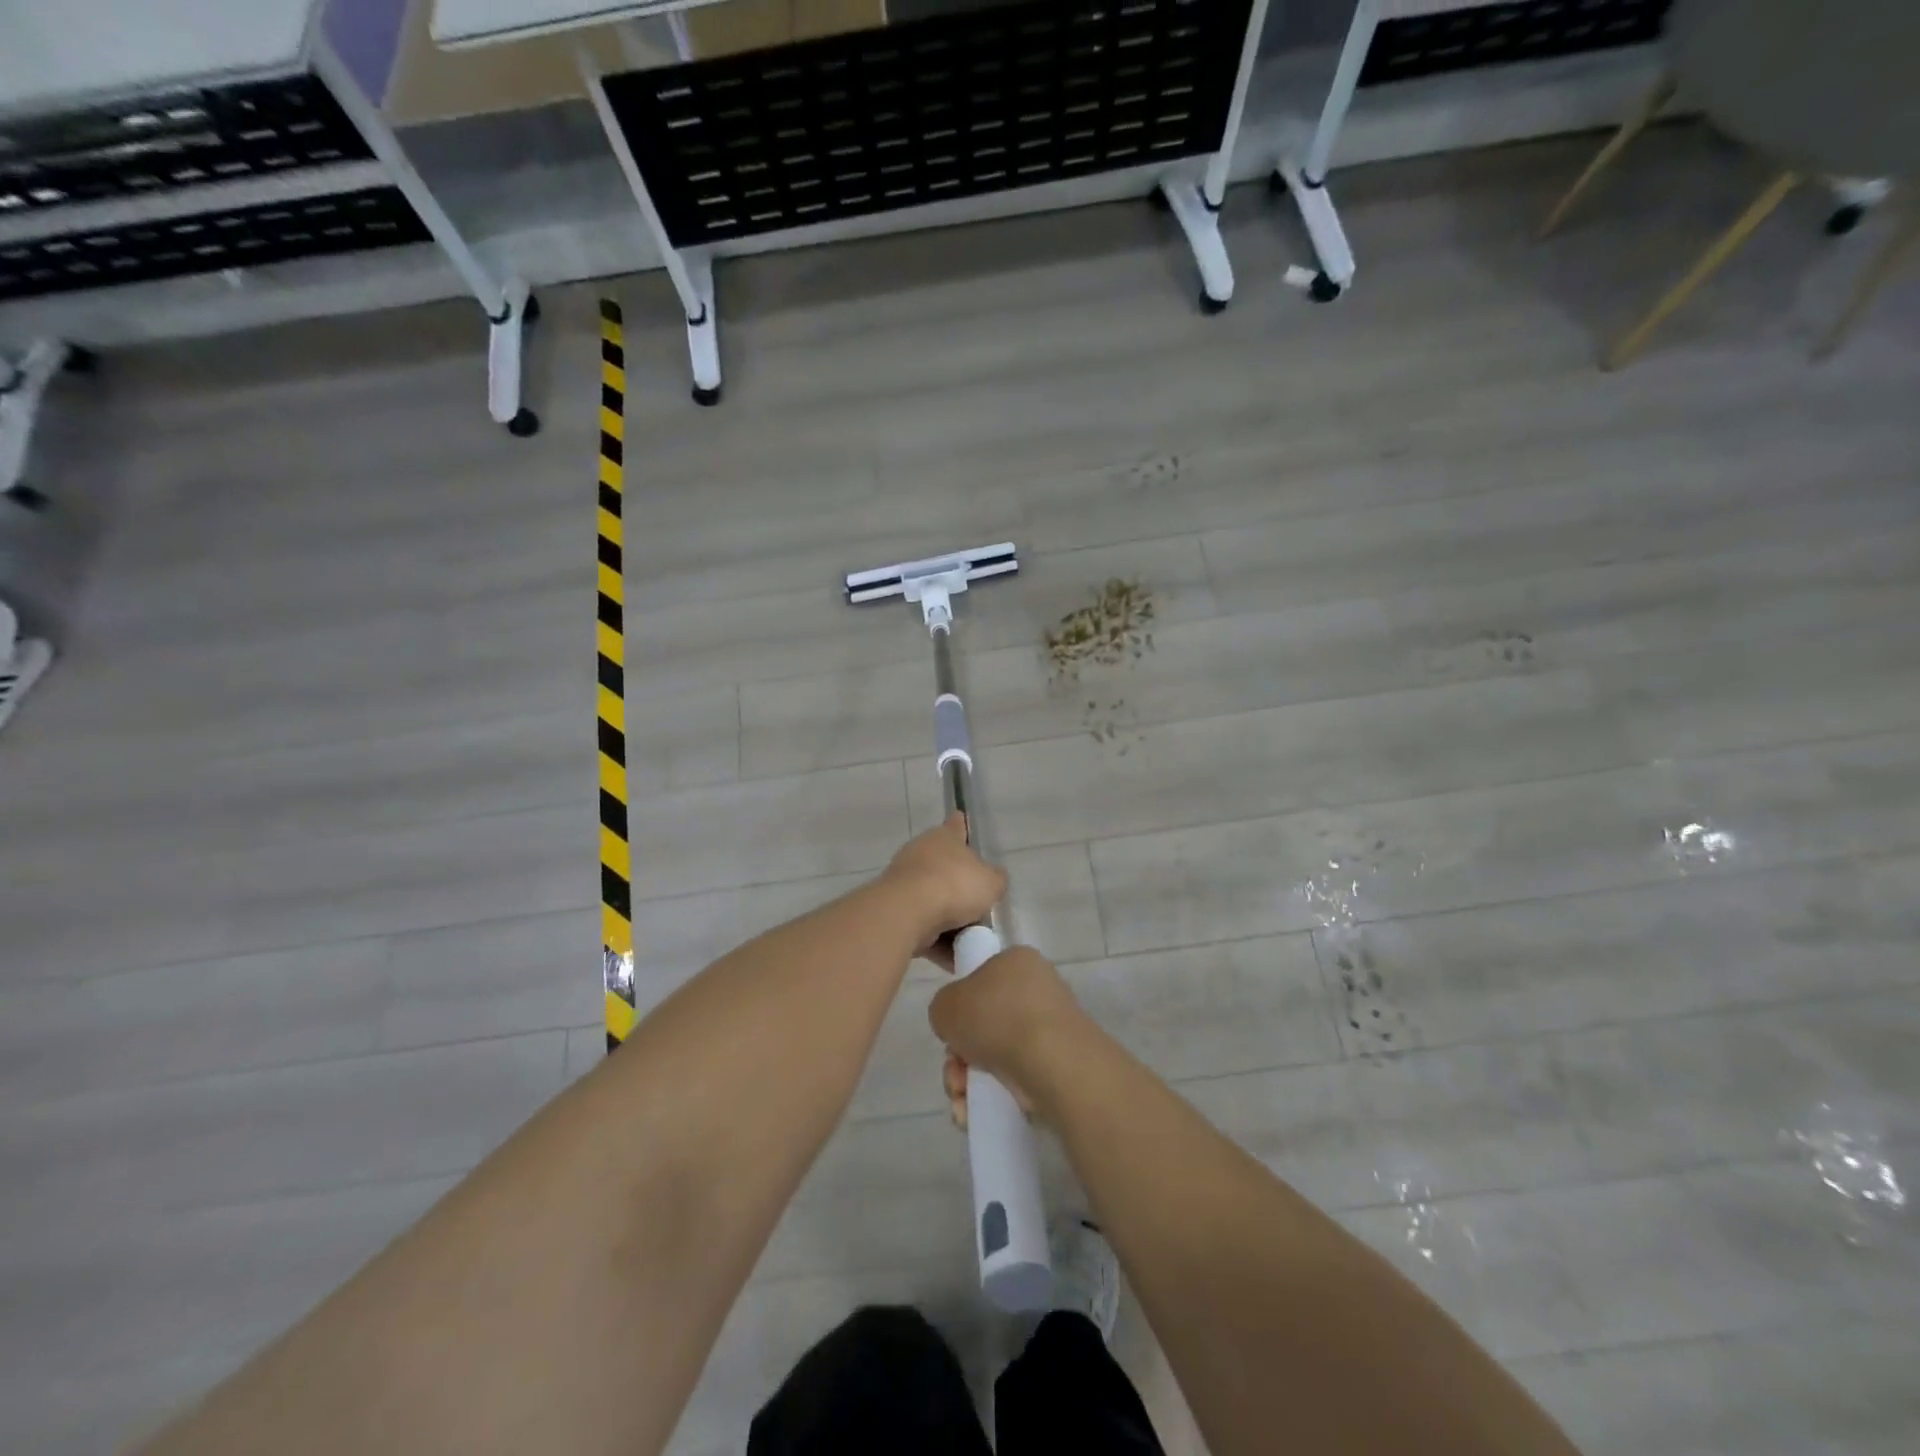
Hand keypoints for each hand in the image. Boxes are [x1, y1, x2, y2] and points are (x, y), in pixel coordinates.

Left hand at [880, 814, 1007, 965]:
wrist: (908, 911)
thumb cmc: (954, 886)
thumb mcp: (991, 882)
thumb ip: (996, 880)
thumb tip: (993, 880)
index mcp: (944, 839)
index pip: (956, 825)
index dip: (962, 826)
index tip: (962, 822)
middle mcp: (922, 854)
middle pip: (947, 871)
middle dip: (963, 892)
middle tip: (982, 911)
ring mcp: (905, 882)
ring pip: (935, 902)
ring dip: (952, 924)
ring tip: (972, 943)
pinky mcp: (895, 911)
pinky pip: (923, 928)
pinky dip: (938, 943)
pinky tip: (955, 961)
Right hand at [929, 945, 1089, 1127]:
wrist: (1049, 1061)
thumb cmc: (995, 1017)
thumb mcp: (946, 1004)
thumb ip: (944, 1008)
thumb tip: (957, 1025)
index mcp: (1017, 961)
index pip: (983, 980)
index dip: (961, 1009)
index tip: (951, 1031)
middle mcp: (1039, 990)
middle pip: (987, 1024)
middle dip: (961, 1055)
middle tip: (954, 1070)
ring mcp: (1052, 1029)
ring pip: (998, 1056)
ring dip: (970, 1081)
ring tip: (962, 1098)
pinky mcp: (1060, 1066)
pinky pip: (1017, 1080)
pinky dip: (993, 1097)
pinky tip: (974, 1113)